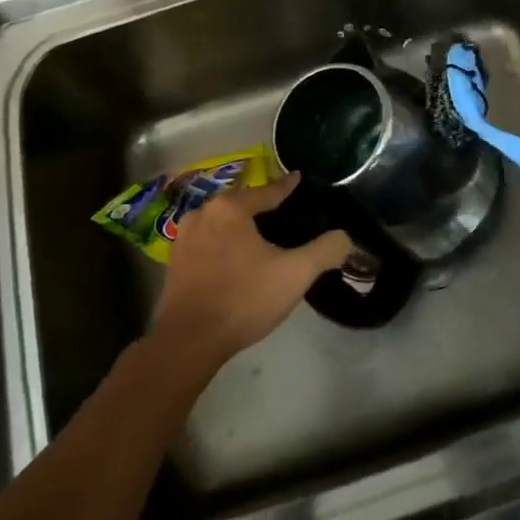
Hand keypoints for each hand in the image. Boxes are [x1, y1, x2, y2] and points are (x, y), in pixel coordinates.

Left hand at [152, 172, 351, 367]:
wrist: (189, 341)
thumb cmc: (244, 298)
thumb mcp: (296, 273)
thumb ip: (325, 250)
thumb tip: (344, 237)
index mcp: (230, 208)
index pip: (268, 191)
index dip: (288, 186)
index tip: (299, 178)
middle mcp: (202, 214)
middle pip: (242, 204)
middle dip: (263, 207)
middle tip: (286, 213)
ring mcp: (183, 239)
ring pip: (222, 224)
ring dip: (241, 227)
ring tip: (263, 237)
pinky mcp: (175, 264)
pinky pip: (208, 243)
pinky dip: (225, 245)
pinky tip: (238, 259)